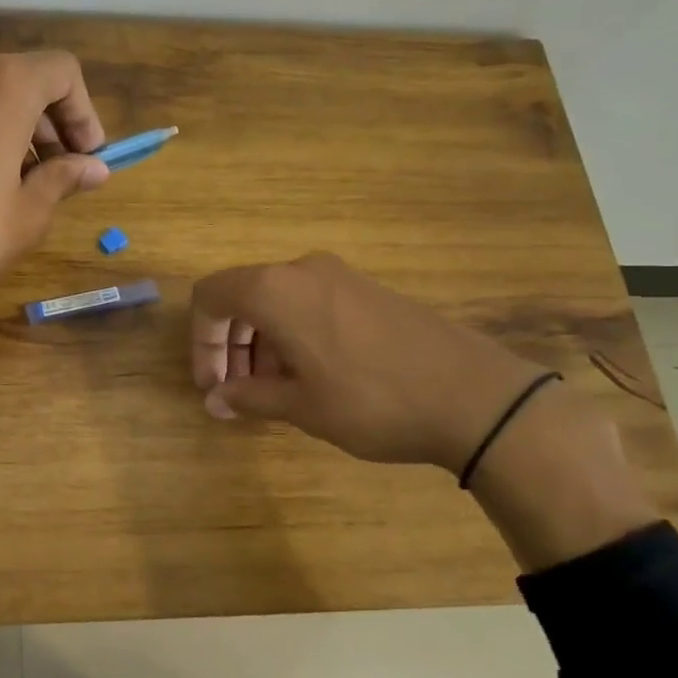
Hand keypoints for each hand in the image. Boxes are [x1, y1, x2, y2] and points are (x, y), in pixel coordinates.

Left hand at [0, 52, 108, 445]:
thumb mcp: (29, 213)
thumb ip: (65, 177)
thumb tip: (95, 168)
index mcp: (4, 86)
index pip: (61, 72)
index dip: (83, 112)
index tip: (87, 156)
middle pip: (16, 80)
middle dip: (43, 122)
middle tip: (53, 172)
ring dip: (1, 126)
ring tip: (4, 179)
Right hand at [191, 252, 659, 571]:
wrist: (476, 397)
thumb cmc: (372, 400)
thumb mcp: (301, 406)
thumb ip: (248, 397)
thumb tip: (215, 400)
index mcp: (276, 290)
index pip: (210, 297)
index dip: (201, 342)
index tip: (213, 385)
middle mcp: (303, 271)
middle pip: (242, 297)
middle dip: (229, 345)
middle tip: (236, 393)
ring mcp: (341, 277)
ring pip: (277, 301)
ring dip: (261, 343)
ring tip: (274, 392)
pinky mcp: (369, 291)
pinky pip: (309, 304)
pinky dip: (293, 335)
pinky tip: (312, 377)